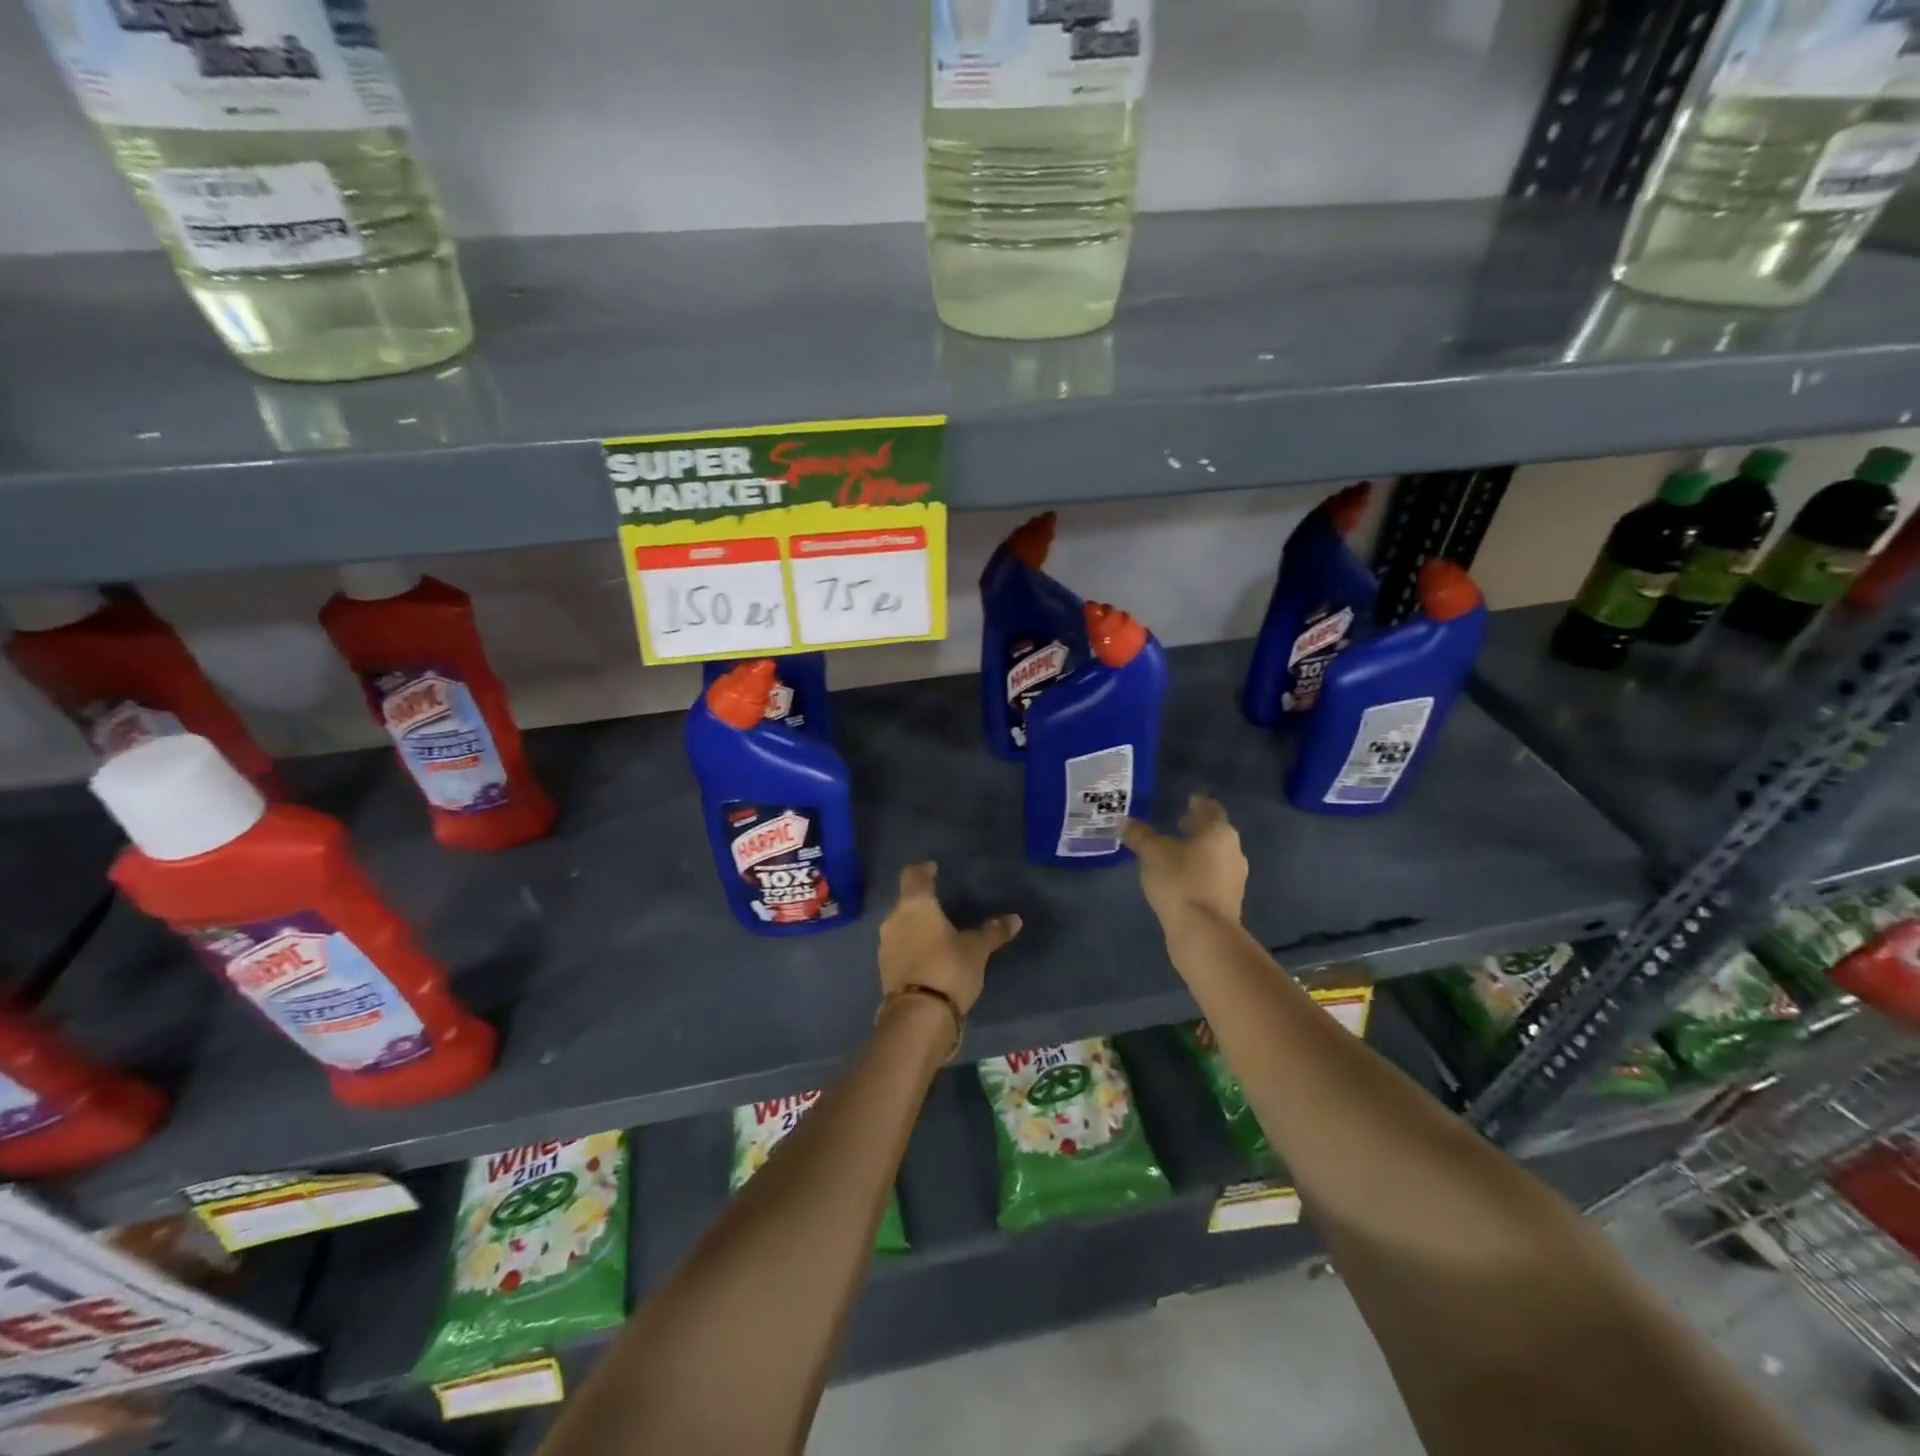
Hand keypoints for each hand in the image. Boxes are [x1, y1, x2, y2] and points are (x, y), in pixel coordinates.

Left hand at [876, 863, 1020, 1015]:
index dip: (922, 870)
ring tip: (934, 931)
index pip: (913, 876)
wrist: (918, 1015)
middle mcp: (895, 919)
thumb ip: (993, 931)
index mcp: (916, 904)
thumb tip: (1015, 919)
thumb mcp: (977, 949)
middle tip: (938, 903)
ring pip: (900, 925)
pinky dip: (911, 946)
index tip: (932, 868)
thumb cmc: (949, 968)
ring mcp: (885, 945)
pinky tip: (925, 955)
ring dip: (914, 926)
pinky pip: (898, 948)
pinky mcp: (884, 969)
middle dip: (920, 901)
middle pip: (905, 901)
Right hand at [1122, 794, 1247, 931]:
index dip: (1198, 804)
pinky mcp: (1228, 901)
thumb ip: (1139, 835)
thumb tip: (1124, 822)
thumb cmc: (1180, 882)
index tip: (1188, 800)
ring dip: (1197, 851)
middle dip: (1196, 828)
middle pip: (1214, 833)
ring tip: (1174, 851)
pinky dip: (1198, 871)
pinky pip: (1211, 876)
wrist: (1204, 934)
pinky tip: (1179, 877)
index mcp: (1219, 833)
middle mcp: (1233, 851)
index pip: (1211, 809)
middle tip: (1177, 823)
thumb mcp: (1152, 854)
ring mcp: (1234, 878)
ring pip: (1214, 856)